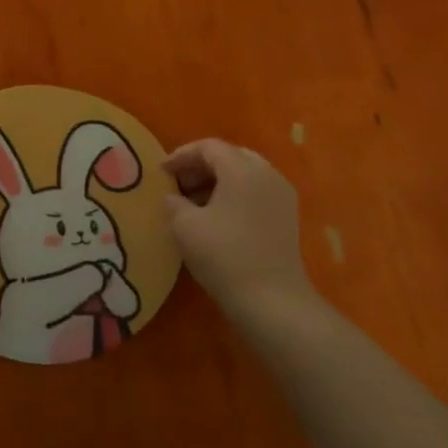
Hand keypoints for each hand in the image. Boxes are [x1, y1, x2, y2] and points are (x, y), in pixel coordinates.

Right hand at [163, 139, 317, 326]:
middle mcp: (267, 174)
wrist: (271, 299)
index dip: (181, 155)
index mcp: (242, 169)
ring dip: (217, 180)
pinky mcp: (286, 216)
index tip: (160, 172)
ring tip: (193, 201)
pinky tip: (217, 216)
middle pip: (230, 156)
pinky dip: (234, 194)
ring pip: (245, 174)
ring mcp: (281, 195)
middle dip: (201, 165)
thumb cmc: (223, 255)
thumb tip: (173, 197)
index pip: (208, 147)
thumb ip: (174, 203)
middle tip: (177, 182)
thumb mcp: (184, 226)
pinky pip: (256, 191)